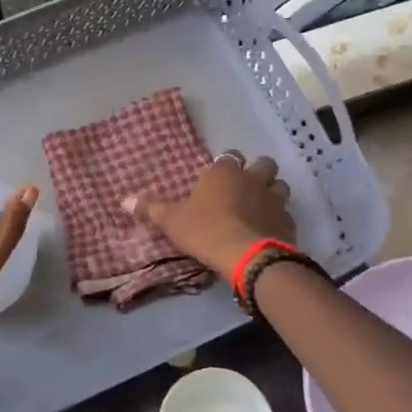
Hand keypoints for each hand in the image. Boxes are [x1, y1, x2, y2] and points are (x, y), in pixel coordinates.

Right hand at [124, 151, 293, 280]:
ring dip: (273, 193)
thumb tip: (123, 199)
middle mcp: (252, 178)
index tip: (219, 180)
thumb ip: (150, 208)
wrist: (246, 254)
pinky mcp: (288, 220)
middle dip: (258, 173)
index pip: (229, 157)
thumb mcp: (172, 220)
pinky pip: (286, 214)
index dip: (226, 167)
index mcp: (224, 172)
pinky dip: (279, 219)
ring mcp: (274, 198)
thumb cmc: (205, 230)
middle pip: (264, 164)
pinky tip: (270, 231)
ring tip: (261, 208)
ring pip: (280, 186)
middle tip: (245, 190)